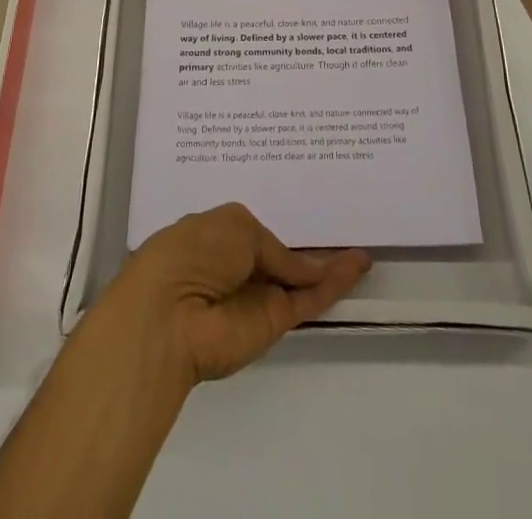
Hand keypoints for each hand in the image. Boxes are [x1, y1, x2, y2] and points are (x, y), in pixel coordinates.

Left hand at [96, 204, 370, 385]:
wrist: (171, 315)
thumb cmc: (193, 252)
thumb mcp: (237, 227)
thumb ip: (275, 248)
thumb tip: (303, 267)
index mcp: (217, 234)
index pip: (253, 230)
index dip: (277, 224)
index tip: (305, 210)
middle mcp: (237, 266)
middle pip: (278, 256)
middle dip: (305, 245)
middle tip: (340, 225)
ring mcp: (256, 295)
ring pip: (299, 278)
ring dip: (328, 264)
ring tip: (360, 247)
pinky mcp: (274, 321)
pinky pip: (309, 298)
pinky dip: (334, 283)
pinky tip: (358, 264)